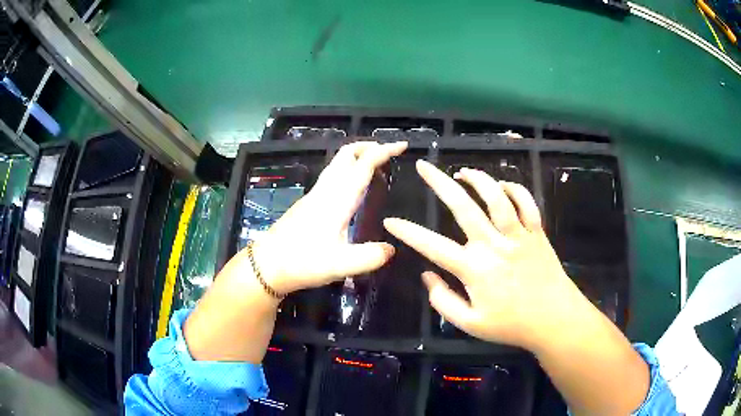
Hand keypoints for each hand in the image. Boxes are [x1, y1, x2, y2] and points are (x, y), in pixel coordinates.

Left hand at [251, 141, 407, 294]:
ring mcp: (314, 195)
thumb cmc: (302, 262)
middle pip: (346, 154)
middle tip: (388, 152)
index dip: (384, 151)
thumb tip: (392, 248)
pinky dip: (348, 170)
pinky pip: (332, 175)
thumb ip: (369, 257)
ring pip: (337, 163)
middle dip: (368, 146)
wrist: (267, 265)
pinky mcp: (308, 203)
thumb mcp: (340, 265)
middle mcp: (325, 191)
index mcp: (337, 200)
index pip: (363, 165)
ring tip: (375, 165)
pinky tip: (353, 188)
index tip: (402, 145)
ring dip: (357, 156)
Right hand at [384, 160, 583, 350]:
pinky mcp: (537, 232)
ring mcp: (518, 235)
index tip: (390, 221)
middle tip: (423, 166)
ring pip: (496, 197)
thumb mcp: (471, 324)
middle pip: (463, 206)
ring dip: (478, 179)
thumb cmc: (511, 325)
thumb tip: (427, 276)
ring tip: (462, 172)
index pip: (433, 246)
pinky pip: (527, 203)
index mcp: (475, 269)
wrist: (554, 320)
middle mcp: (494, 245)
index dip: (408, 232)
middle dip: (439, 183)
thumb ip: (443, 301)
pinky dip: (514, 189)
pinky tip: (502, 185)